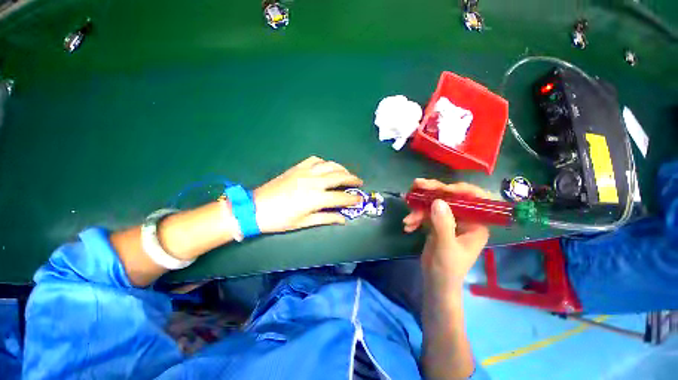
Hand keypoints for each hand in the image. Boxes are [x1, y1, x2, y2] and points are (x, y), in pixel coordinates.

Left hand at [254, 156, 363, 233]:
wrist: (256, 208)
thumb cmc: (280, 219)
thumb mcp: (304, 222)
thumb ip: (326, 218)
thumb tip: (343, 219)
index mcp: (316, 198)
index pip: (341, 197)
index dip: (353, 199)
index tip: (360, 199)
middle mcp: (314, 182)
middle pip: (339, 176)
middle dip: (353, 179)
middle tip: (359, 182)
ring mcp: (305, 172)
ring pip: (330, 165)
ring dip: (341, 168)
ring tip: (347, 173)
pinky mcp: (297, 167)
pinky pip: (315, 160)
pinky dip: (325, 162)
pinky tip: (327, 167)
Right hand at [403, 179, 489, 288]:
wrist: (435, 281)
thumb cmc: (447, 268)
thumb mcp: (445, 247)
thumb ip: (443, 224)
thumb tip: (438, 201)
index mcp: (476, 224)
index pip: (474, 199)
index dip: (460, 189)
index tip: (443, 188)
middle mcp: (464, 218)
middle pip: (450, 197)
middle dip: (432, 192)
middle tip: (416, 185)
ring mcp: (449, 220)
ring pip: (434, 204)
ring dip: (418, 210)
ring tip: (407, 220)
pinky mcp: (436, 223)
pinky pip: (425, 213)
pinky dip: (415, 218)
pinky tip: (408, 226)